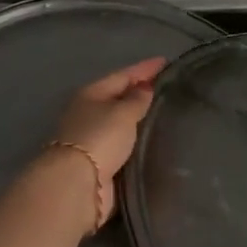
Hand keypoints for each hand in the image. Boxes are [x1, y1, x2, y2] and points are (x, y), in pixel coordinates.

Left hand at [50, 57, 164, 217]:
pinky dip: (136, 139)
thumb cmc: (100, 138)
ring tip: (165, 113)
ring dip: (138, 118)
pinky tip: (152, 139)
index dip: (145, 68)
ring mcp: (92, 138)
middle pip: (119, 97)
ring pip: (121, 122)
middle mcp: (89, 113)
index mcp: (91, 94)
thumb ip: (137, 99)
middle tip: (169, 87)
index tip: (167, 61)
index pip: (123, 75)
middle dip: (140, 92)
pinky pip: (123, 144)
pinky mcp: (99, 162)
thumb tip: (145, 88)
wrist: (77, 184)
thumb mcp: (123, 113)